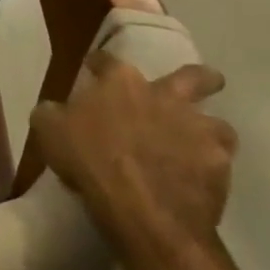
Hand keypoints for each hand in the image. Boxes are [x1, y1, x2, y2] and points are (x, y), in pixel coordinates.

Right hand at [29, 53, 236, 250]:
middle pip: (195, 77)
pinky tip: (198, 180)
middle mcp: (164, 95)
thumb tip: (55, 110)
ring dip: (207, 131)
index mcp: (119, 82)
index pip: (107, 60)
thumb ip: (53, 113)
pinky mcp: (219, 165)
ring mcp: (197, 129)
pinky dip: (210, 168)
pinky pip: (220, 162)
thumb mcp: (49, 131)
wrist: (142, 210)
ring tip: (197, 146)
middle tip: (197, 87)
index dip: (99, 63)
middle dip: (201, 79)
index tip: (94, 69)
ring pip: (217, 123)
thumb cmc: (89, 161)